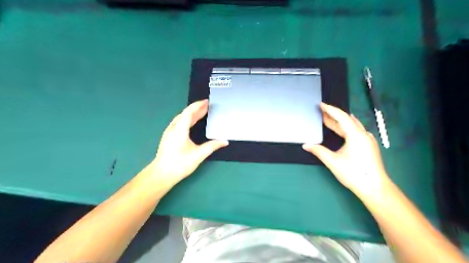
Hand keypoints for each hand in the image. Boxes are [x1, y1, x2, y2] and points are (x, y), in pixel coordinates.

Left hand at [151, 100, 227, 188]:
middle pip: (185, 114)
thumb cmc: (180, 164)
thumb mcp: (199, 155)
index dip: (198, 105)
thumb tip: (225, 141)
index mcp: (180, 129)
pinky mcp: (168, 137)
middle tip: (207, 106)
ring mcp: (169, 132)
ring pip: (181, 118)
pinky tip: (191, 122)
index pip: (189, 112)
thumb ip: (212, 146)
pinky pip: (178, 123)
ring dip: (192, 114)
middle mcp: (173, 128)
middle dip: (197, 109)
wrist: (162, 174)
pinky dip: (187, 119)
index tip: (207, 101)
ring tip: (202, 112)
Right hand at [302, 103, 390, 196]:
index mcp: (355, 135)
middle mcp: (363, 134)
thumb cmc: (353, 173)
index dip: (330, 110)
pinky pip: (356, 131)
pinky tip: (342, 130)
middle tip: (321, 112)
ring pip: (352, 126)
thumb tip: (306, 145)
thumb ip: (318, 151)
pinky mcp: (369, 146)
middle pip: (347, 120)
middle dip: (333, 115)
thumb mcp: (332, 161)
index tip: (320, 104)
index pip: (341, 117)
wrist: (374, 187)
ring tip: (328, 119)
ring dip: (340, 122)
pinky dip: (346, 128)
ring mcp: (368, 140)